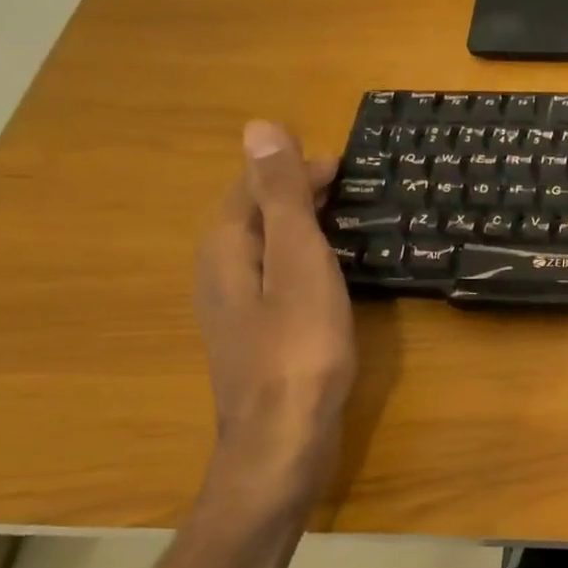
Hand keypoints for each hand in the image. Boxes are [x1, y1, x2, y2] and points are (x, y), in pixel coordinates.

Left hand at [193, 122, 356, 488]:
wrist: (284, 440)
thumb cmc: (299, 346)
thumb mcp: (297, 261)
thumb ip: (282, 198)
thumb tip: (259, 127)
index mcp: (227, 250)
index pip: (253, 189)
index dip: (292, 169)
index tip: (341, 164)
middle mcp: (220, 275)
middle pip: (254, 218)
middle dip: (294, 195)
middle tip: (347, 188)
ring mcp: (235, 312)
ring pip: (264, 251)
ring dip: (298, 228)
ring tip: (342, 223)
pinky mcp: (256, 339)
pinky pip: (276, 280)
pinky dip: (302, 262)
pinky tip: (326, 278)